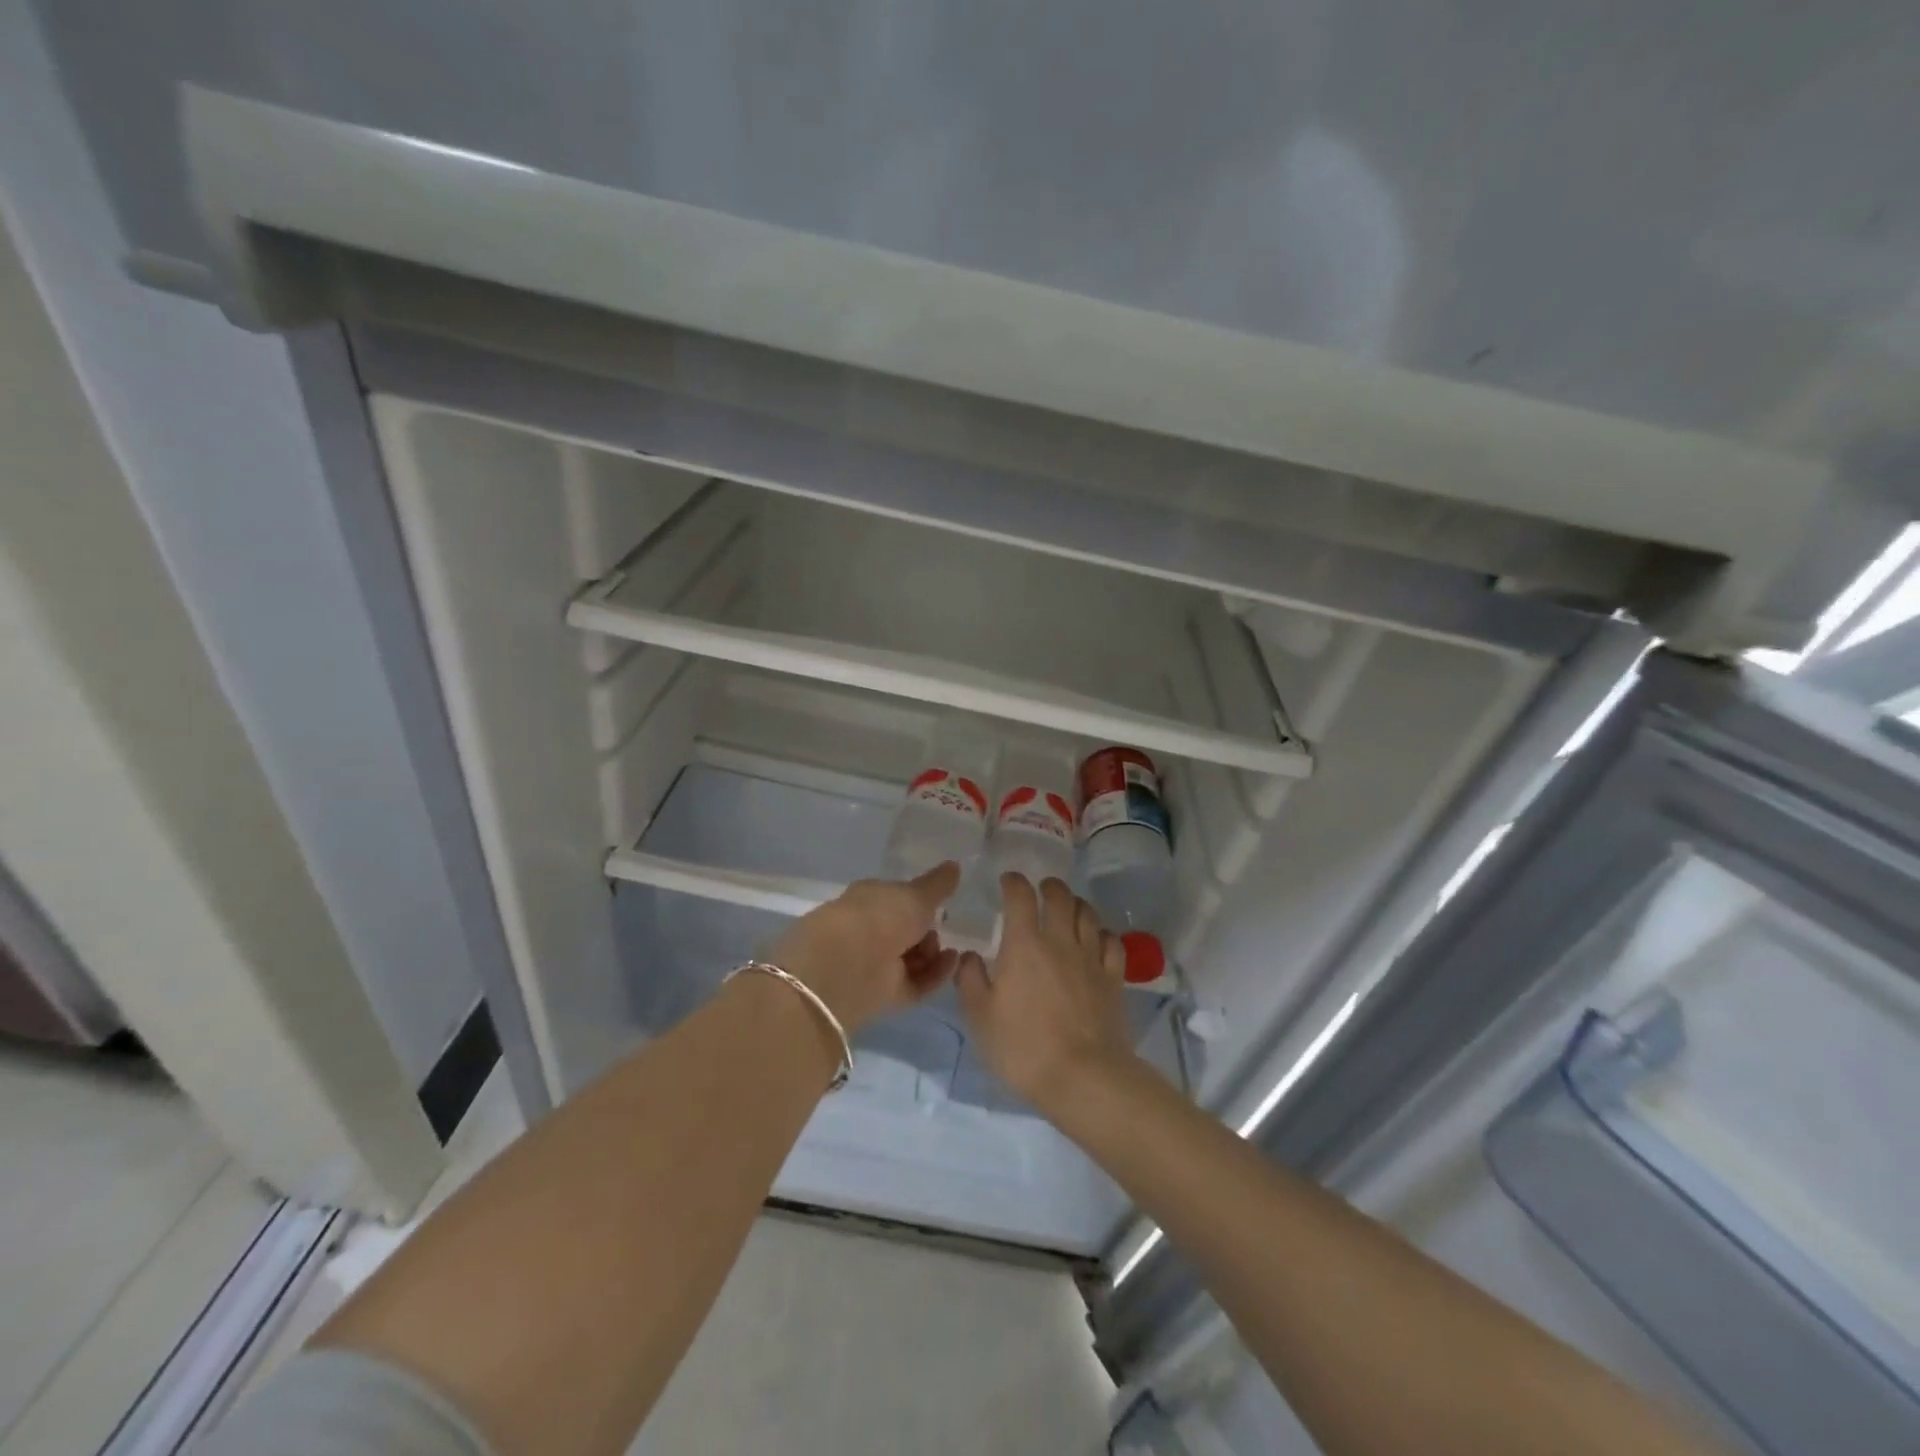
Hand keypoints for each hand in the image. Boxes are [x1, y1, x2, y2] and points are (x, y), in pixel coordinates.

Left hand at [766, 863, 960, 1033]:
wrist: (850, 965)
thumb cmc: (882, 917)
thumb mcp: (916, 894)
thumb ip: (937, 884)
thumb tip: (954, 865)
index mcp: (870, 899)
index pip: (897, 899)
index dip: (920, 901)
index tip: (943, 903)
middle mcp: (870, 930)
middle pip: (906, 931)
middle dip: (928, 930)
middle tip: (944, 927)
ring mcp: (876, 963)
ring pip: (912, 958)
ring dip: (934, 954)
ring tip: (948, 950)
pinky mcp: (884, 994)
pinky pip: (916, 983)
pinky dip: (935, 975)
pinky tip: (952, 964)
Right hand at [955, 874, 1136, 1113]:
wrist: (1083, 1077)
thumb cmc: (1023, 1047)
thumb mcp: (980, 1018)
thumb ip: (970, 980)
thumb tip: (969, 956)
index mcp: (1024, 944)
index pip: (1020, 896)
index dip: (1013, 882)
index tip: (1008, 882)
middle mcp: (1059, 941)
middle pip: (1060, 896)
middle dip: (1049, 886)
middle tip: (1041, 891)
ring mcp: (1091, 958)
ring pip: (1088, 914)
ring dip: (1076, 905)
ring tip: (1068, 910)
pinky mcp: (1114, 979)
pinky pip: (1112, 942)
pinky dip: (1102, 934)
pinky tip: (1096, 941)